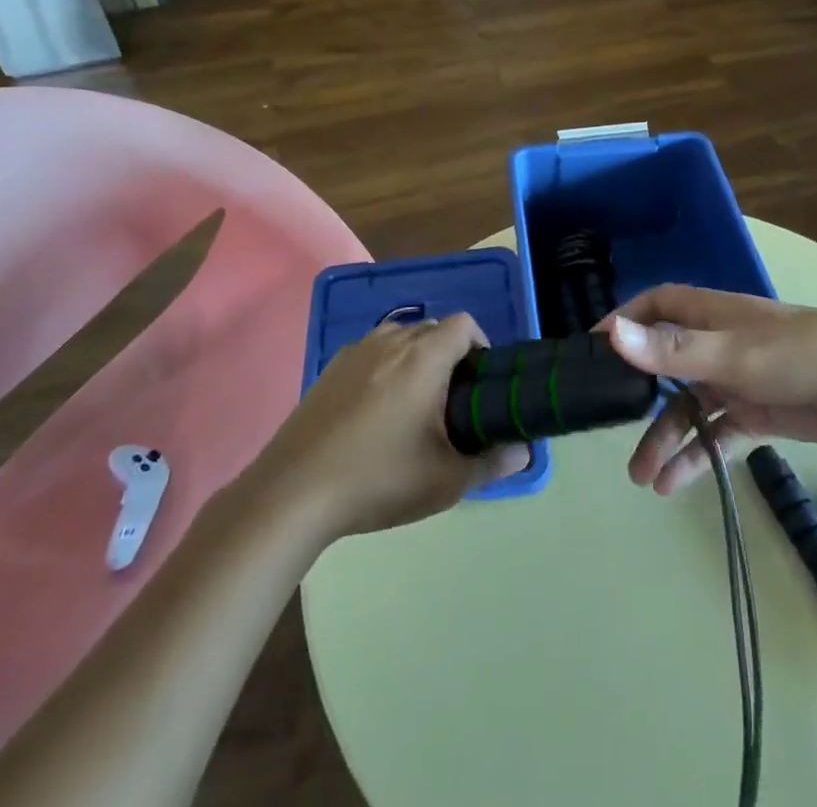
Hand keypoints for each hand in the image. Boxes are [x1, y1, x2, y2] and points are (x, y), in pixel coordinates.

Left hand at [254, 314, 529, 540]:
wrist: (294, 492)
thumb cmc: (379, 479)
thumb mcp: (446, 480)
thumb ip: (492, 463)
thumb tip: (522, 451)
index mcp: (424, 357)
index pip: (464, 324)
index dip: (481, 345)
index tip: (480, 384)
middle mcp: (391, 341)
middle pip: (433, 329)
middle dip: (450, 356)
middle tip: (452, 403)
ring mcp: (356, 351)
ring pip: (401, 338)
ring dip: (416, 359)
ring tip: (414, 406)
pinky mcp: (330, 369)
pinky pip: (371, 352)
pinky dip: (385, 368)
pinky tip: (374, 413)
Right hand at [602, 285, 816, 495]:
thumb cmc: (802, 356)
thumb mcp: (733, 354)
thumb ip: (673, 350)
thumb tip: (610, 334)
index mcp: (712, 315)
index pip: (656, 307)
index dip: (625, 322)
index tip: (592, 349)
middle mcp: (720, 343)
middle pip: (666, 364)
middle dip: (638, 395)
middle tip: (607, 426)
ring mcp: (739, 379)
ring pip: (689, 405)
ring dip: (666, 437)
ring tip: (643, 478)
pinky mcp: (758, 413)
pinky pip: (716, 433)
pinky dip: (696, 455)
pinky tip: (674, 484)